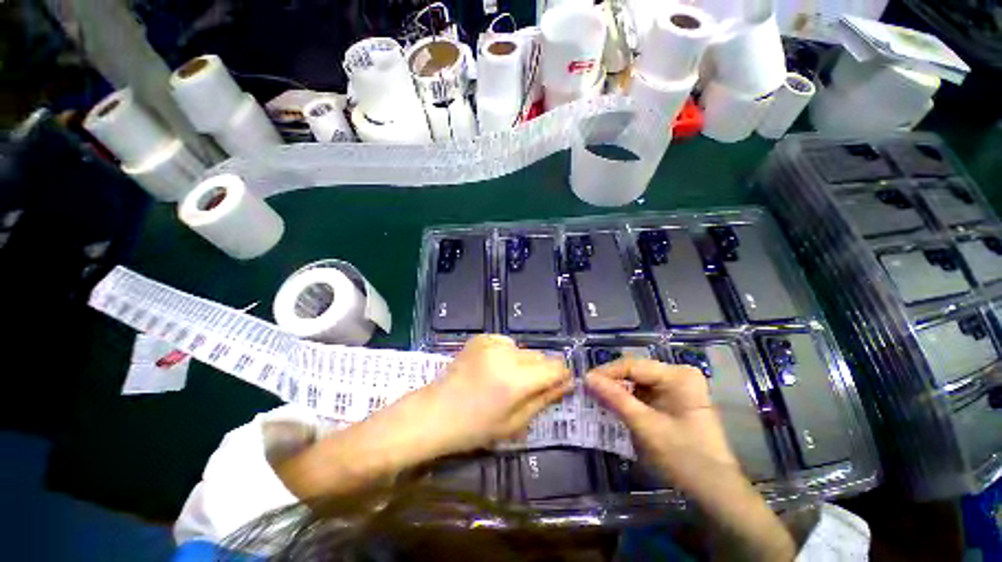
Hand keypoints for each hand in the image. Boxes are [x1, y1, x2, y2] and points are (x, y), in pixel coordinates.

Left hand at [423, 334, 572, 454]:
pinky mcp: (481, 337)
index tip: (558, 387)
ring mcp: (492, 342)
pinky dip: (507, 353)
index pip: (555, 367)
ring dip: (523, 363)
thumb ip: (544, 399)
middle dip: (541, 371)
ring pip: (524, 349)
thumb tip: (568, 383)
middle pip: (541, 356)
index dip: (561, 376)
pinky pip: (506, 343)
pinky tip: (492, 368)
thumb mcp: (515, 423)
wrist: (435, 412)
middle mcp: (507, 354)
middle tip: (526, 390)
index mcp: (517, 379)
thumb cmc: (475, 428)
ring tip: (506, 380)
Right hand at [586, 358, 738, 487]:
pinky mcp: (673, 401)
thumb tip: (587, 378)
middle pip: (635, 372)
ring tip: (596, 399)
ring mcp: (677, 388)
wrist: (715, 492)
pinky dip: (628, 400)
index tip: (584, 382)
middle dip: (611, 382)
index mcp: (678, 376)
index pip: (633, 365)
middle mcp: (678, 375)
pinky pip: (644, 393)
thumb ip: (615, 399)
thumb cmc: (684, 457)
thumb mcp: (645, 426)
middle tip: (588, 392)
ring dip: (618, 391)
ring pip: (637, 382)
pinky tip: (613, 407)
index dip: (607, 373)